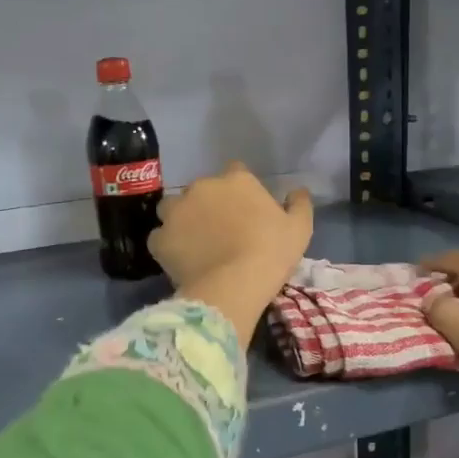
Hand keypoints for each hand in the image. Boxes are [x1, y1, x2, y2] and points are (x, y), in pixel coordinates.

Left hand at [150, 164, 311, 345]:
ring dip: (182, 219)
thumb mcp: (299, 228)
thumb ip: (299, 204)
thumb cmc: (271, 252)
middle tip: (219, 229)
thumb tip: (297, 190)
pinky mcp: (159, 238)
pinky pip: (160, 238)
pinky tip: (180, 260)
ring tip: (194, 242)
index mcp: (236, 180)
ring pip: (173, 208)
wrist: (234, 285)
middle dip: (207, 204)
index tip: (244, 208)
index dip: (239, 189)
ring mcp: (176, 212)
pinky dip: (168, 245)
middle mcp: (201, 187)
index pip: (235, 172)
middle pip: (201, 189)